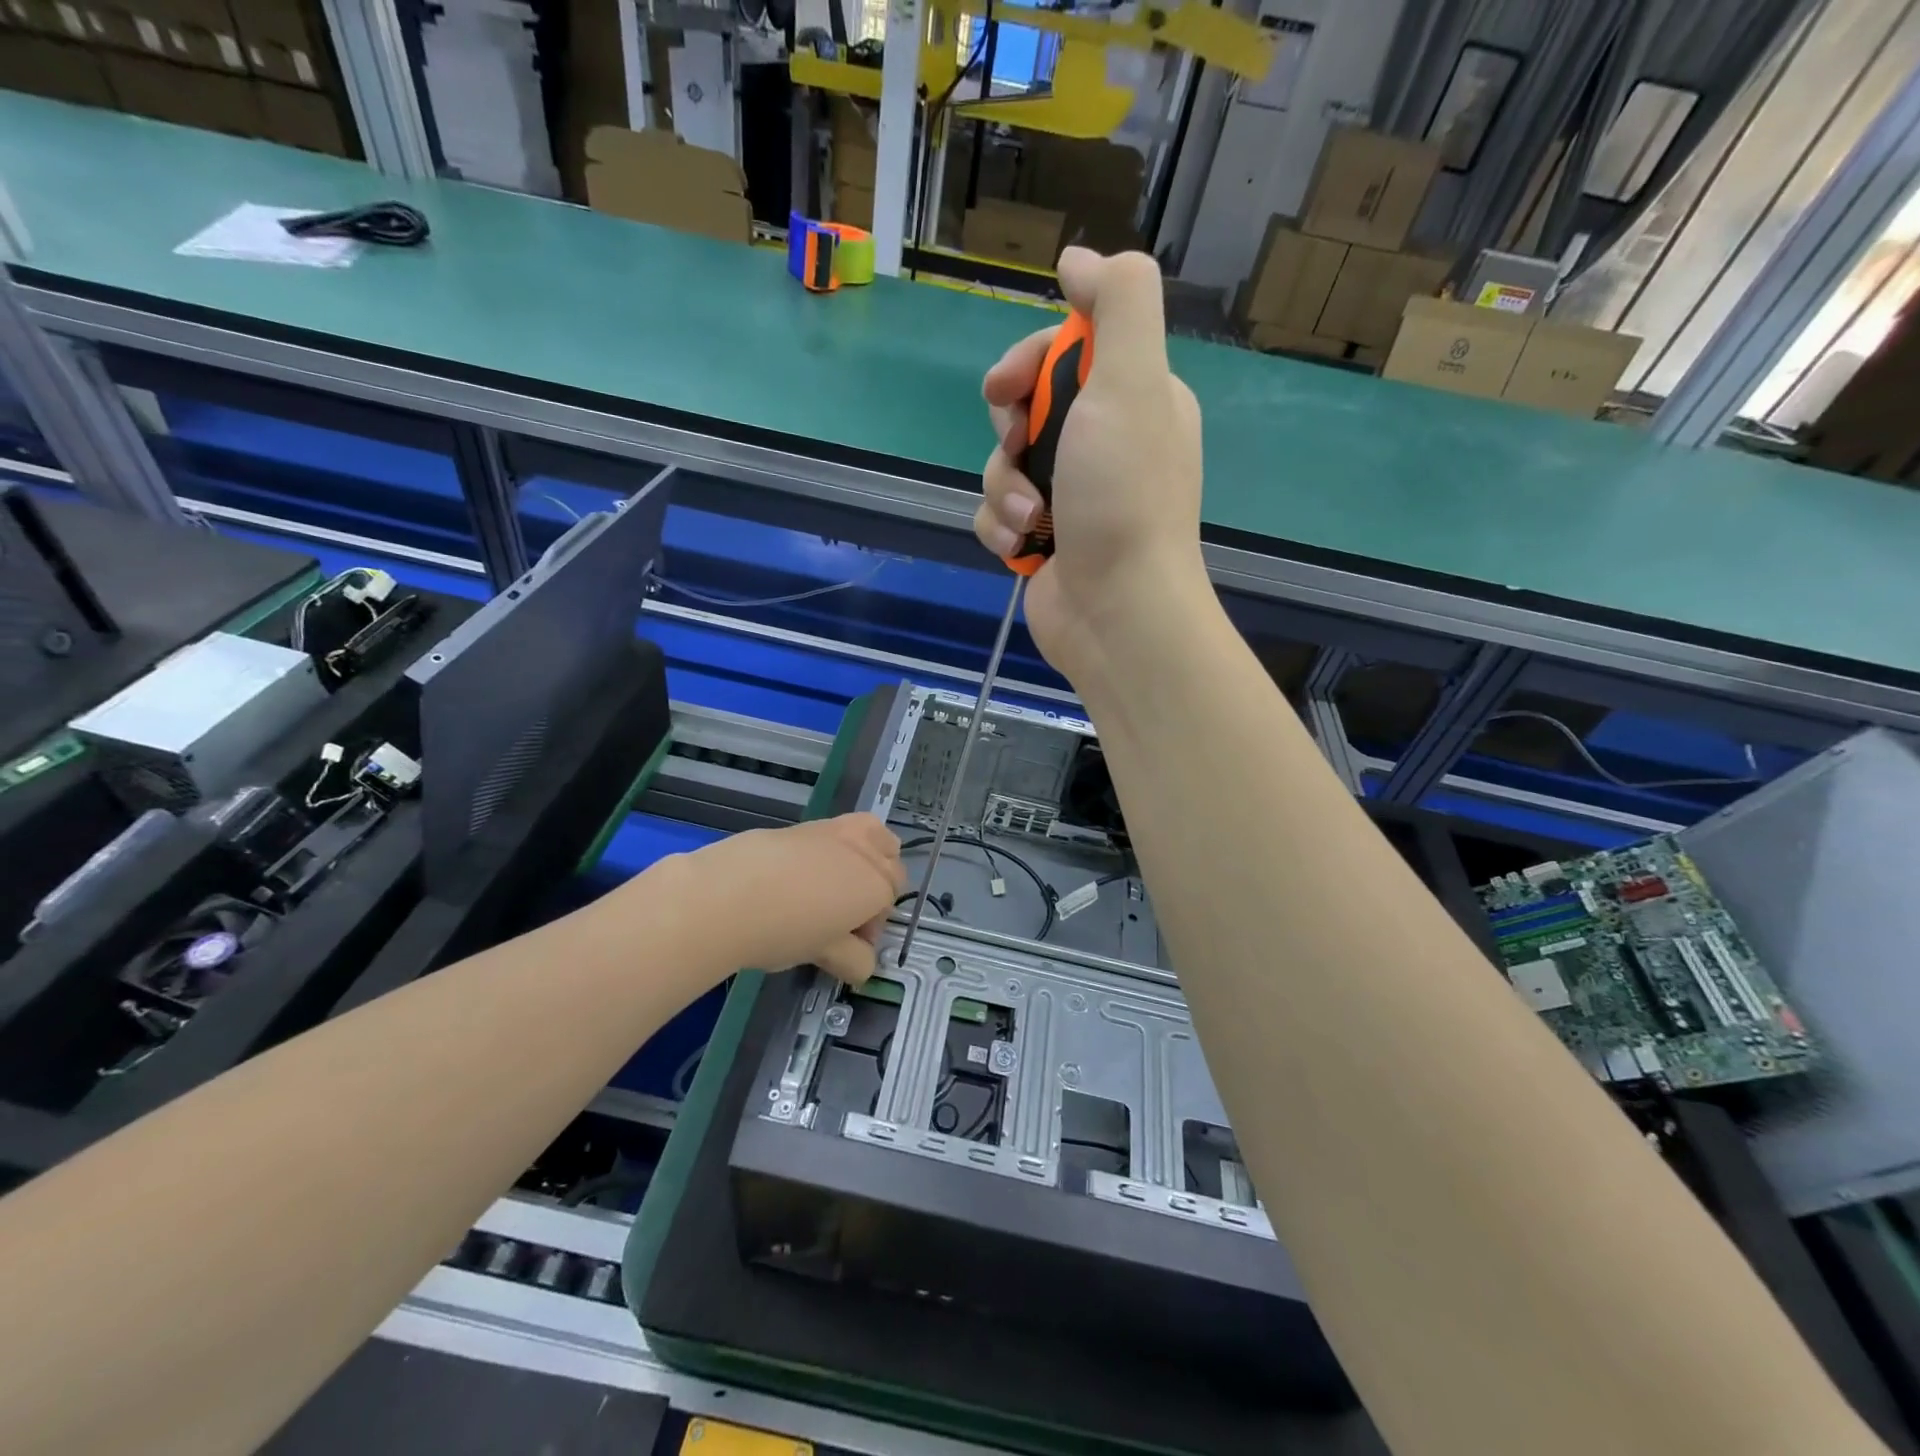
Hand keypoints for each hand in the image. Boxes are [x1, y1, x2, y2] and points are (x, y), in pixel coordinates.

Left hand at [657, 814, 904, 983]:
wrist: (728, 893)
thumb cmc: (784, 930)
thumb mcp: (824, 953)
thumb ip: (852, 958)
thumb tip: (862, 964)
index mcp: (877, 887)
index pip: (889, 904)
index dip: (871, 928)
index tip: (848, 947)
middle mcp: (865, 853)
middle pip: (891, 865)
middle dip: (877, 888)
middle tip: (845, 916)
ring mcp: (836, 833)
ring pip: (873, 835)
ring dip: (868, 856)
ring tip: (837, 884)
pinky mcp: (806, 825)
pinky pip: (836, 833)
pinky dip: (833, 849)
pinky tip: (800, 876)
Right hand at [975, 248, 1205, 678]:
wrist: (1117, 611)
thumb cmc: (1124, 497)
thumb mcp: (1133, 381)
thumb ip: (1118, 301)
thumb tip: (1079, 259)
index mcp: (1133, 400)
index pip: (1065, 351)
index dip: (1027, 361)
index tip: (1006, 386)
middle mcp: (1103, 444)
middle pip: (1025, 407)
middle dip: (1010, 430)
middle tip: (1018, 450)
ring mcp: (1072, 497)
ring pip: (1003, 465)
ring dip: (1005, 489)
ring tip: (1034, 519)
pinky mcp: (1044, 541)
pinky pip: (999, 514)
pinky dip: (1003, 528)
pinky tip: (1024, 548)